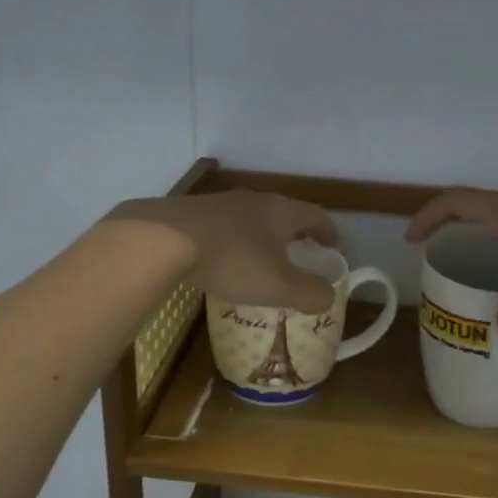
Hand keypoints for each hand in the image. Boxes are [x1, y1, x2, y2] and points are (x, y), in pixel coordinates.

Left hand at [107, 191, 339, 313]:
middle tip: (300, 253)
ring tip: (262, 258)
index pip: (316, 216)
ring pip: (252, 218)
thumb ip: (309, 293)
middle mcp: (255, 200)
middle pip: (284, 213)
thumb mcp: (278, 286)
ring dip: (263, 236)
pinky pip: (224, 225)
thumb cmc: (233, 261)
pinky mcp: (193, 212)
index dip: (328, 232)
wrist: (164, 239)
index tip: (334, 246)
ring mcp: (222, 203)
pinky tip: (223, 259)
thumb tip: (328, 296)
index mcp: (282, 212)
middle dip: (295, 233)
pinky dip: (234, 241)